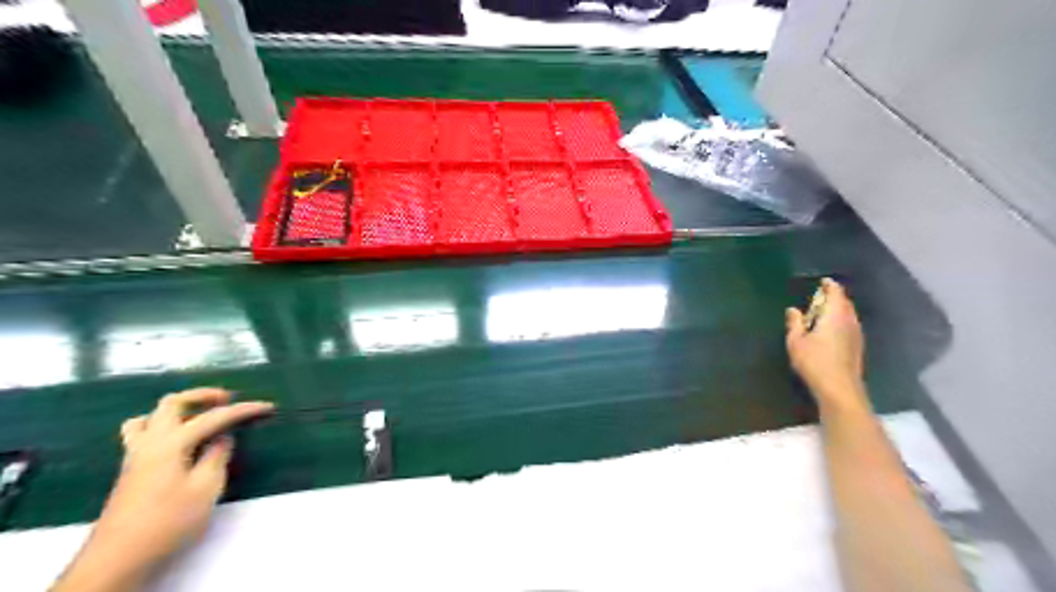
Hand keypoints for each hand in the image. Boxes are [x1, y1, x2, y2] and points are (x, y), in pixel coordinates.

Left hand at [54, 388, 269, 591]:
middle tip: (226, 400)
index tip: (268, 406)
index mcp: (171, 443)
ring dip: (176, 410)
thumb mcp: (206, 488)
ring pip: (149, 417)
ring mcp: (135, 456)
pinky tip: (178, 443)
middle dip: (202, 396)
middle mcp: (150, 442)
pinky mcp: (130, 471)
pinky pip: (142, 434)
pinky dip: (162, 427)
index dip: (243, 409)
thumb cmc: (168, 521)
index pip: (213, 417)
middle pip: (172, 403)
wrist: (119, 557)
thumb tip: (222, 438)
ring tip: (197, 417)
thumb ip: (217, 456)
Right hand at [784, 277, 864, 411]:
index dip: (829, 285)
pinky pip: (850, 325)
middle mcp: (849, 321)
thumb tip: (793, 309)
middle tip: (820, 295)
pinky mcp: (857, 346)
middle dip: (834, 296)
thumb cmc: (814, 362)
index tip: (823, 281)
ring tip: (824, 311)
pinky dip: (841, 320)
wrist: (839, 388)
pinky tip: (831, 329)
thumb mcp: (796, 341)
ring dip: (838, 309)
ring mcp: (856, 334)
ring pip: (849, 314)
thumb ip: (795, 323)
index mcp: (835, 315)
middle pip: (845, 302)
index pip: (835, 293)